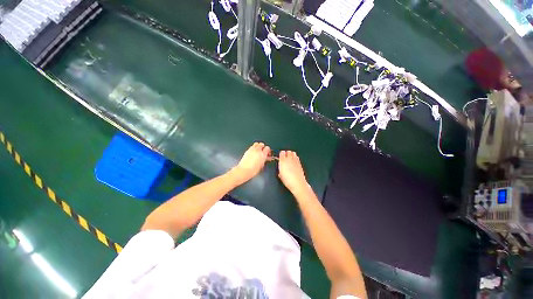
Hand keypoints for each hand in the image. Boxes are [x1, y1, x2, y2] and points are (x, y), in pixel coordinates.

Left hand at [232, 142, 270, 182]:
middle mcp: (257, 151)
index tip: (267, 153)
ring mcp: (252, 150)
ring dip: (258, 146)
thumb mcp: (261, 165)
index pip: (267, 148)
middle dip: (263, 147)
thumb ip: (264, 160)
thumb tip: (265, 158)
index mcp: (263, 154)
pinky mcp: (247, 150)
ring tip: (258, 150)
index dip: (268, 150)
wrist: (244, 170)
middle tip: (263, 151)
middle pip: (261, 144)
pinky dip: (253, 147)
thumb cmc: (253, 170)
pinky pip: (251, 146)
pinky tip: (253, 152)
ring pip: (256, 143)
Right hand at [278, 150, 309, 193]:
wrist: (298, 183)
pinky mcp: (300, 163)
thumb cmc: (287, 181)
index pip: (282, 153)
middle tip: (285, 156)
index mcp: (282, 162)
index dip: (281, 154)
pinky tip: (294, 160)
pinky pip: (297, 157)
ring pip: (293, 153)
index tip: (281, 155)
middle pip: (288, 152)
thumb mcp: (280, 175)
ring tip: (290, 157)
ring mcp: (295, 161)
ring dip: (291, 154)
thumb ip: (280, 169)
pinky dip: (295, 157)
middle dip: (286, 153)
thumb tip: (281, 167)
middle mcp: (289, 159)